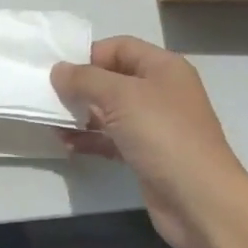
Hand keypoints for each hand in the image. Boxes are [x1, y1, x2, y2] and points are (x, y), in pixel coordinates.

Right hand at [51, 37, 247, 247]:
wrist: (200, 200)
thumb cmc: (163, 135)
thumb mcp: (120, 96)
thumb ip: (85, 79)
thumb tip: (58, 70)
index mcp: (163, 67)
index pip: (120, 47)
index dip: (89, 55)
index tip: (59, 71)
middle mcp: (160, 91)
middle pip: (112, 78)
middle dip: (80, 86)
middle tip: (48, 97)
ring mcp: (154, 125)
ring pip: (109, 110)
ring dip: (80, 115)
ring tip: (51, 123)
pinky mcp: (146, 154)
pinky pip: (111, 138)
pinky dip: (90, 139)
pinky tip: (66, 144)